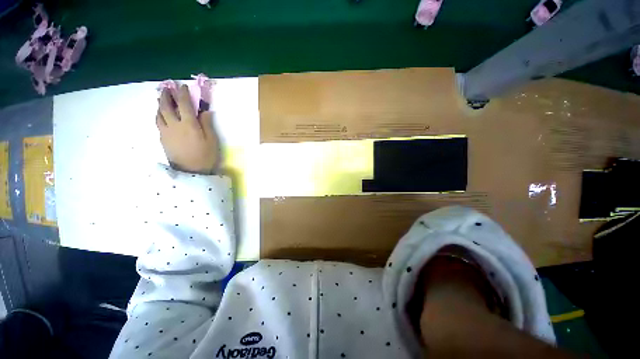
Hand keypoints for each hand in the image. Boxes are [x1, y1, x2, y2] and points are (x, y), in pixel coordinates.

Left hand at [156, 85, 218, 173]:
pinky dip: (159, 115)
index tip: (183, 86)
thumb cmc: (205, 156)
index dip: (183, 94)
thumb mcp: (212, 140)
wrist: (191, 172)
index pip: (184, 104)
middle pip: (166, 106)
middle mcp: (174, 125)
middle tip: (167, 88)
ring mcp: (166, 132)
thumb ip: (207, 124)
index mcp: (189, 124)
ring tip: (162, 100)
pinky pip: (158, 123)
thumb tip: (205, 111)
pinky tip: (162, 115)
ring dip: (160, 104)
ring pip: (159, 114)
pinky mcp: (162, 139)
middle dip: (166, 95)